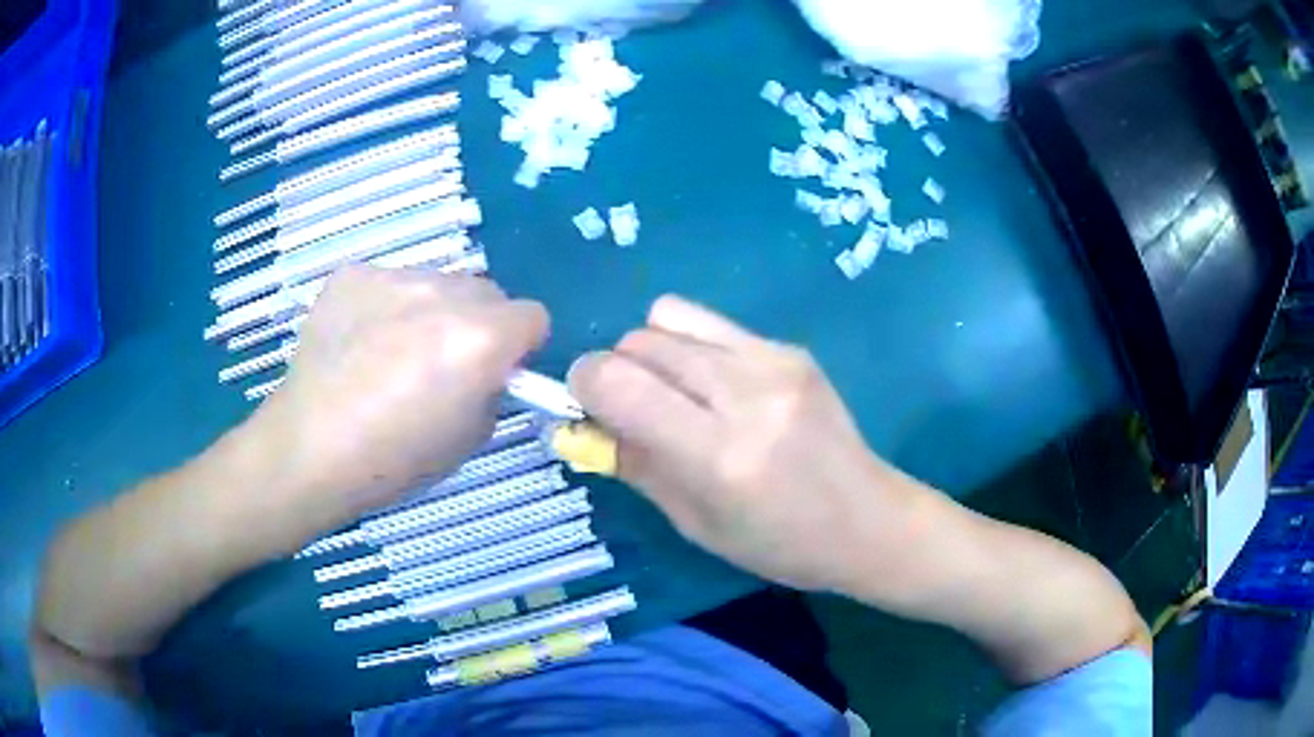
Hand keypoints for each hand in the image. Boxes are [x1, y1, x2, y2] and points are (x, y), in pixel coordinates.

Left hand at [252, 266, 548, 525]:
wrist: (308, 450)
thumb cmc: (393, 460)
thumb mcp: (469, 440)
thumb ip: (492, 391)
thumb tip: (487, 371)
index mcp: (479, 338)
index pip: (533, 315)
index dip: (520, 346)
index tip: (496, 371)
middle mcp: (441, 292)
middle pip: (486, 291)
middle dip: (479, 323)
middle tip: (442, 364)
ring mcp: (392, 276)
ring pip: (436, 283)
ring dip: (432, 310)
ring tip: (390, 354)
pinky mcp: (351, 275)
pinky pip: (389, 282)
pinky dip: (386, 307)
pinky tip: (358, 343)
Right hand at [568, 295, 928, 592]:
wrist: (868, 520)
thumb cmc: (779, 543)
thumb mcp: (695, 523)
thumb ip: (634, 464)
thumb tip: (579, 425)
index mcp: (717, 454)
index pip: (615, 381)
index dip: (584, 385)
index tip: (588, 409)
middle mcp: (744, 393)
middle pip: (638, 341)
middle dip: (617, 370)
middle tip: (634, 409)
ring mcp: (773, 360)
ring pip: (668, 316)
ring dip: (652, 351)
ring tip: (675, 392)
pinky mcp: (791, 347)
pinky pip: (711, 323)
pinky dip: (693, 347)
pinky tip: (718, 387)